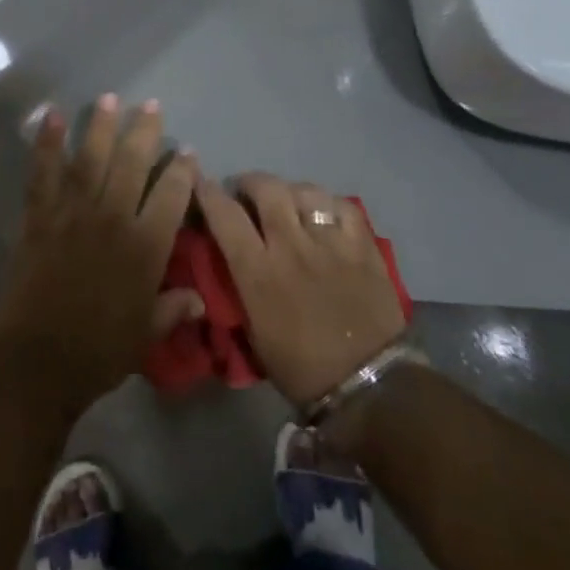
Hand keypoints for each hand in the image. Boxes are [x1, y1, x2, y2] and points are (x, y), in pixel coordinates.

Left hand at [0, 96, 203, 415]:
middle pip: (132, 165)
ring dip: (101, 127)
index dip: (181, 171)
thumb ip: (172, 309)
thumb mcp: (145, 335)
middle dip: (144, 132)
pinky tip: (52, 117)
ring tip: (110, 98)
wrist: (36, 358)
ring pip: (92, 159)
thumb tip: (199, 299)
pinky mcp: (40, 216)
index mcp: (145, 247)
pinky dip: (47, 144)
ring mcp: (74, 213)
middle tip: (151, 106)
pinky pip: (44, 173)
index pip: (171, 197)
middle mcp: (113, 219)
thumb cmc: (98, 351)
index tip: (187, 151)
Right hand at [197, 172, 404, 406]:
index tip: (202, 185)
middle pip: (266, 188)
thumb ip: (240, 286)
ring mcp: (330, 242)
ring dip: (289, 192)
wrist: (367, 386)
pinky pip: (342, 206)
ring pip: (304, 191)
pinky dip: (328, 204)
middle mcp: (291, 246)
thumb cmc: (301, 368)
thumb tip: (229, 257)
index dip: (208, 193)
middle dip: (250, 183)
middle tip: (247, 193)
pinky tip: (324, 214)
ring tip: (289, 202)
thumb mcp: (253, 331)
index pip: (224, 215)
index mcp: (258, 271)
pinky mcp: (363, 245)